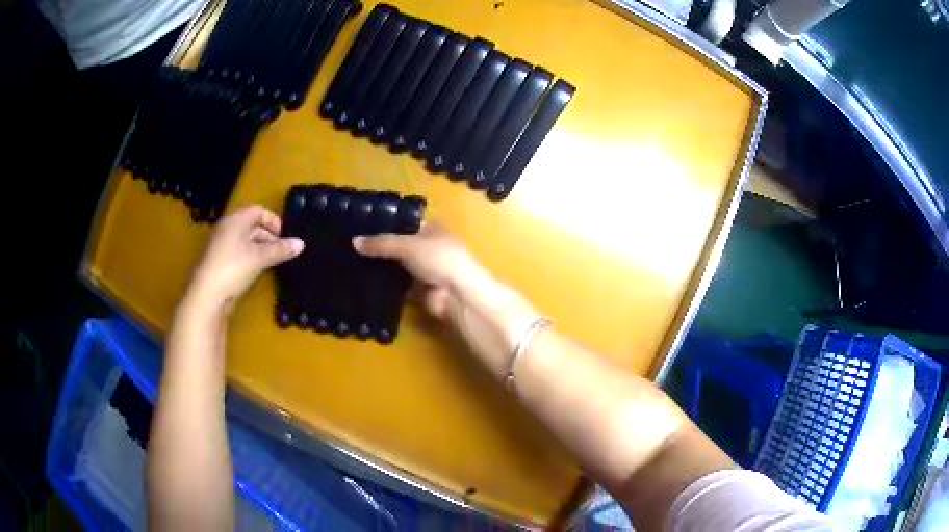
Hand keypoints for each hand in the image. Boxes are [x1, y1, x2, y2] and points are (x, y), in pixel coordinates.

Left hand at [187, 205, 303, 312]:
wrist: (206, 296)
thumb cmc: (232, 268)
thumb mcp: (259, 258)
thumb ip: (280, 250)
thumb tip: (302, 243)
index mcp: (234, 221)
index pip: (257, 211)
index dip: (273, 220)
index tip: (284, 236)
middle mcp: (226, 230)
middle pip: (252, 226)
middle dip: (269, 236)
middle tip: (281, 251)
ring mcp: (221, 247)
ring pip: (246, 241)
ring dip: (261, 249)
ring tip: (272, 262)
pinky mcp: (219, 263)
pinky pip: (239, 254)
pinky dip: (251, 258)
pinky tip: (257, 271)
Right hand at [353, 223, 492, 320]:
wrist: (457, 295)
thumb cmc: (439, 259)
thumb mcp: (409, 245)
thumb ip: (382, 243)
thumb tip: (354, 242)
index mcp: (432, 230)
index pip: (405, 223)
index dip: (386, 224)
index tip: (361, 226)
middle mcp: (428, 248)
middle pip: (399, 246)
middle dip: (380, 247)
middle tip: (351, 246)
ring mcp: (423, 270)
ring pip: (397, 266)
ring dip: (380, 267)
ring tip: (351, 263)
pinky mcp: (418, 291)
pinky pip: (397, 286)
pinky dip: (384, 285)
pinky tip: (363, 282)